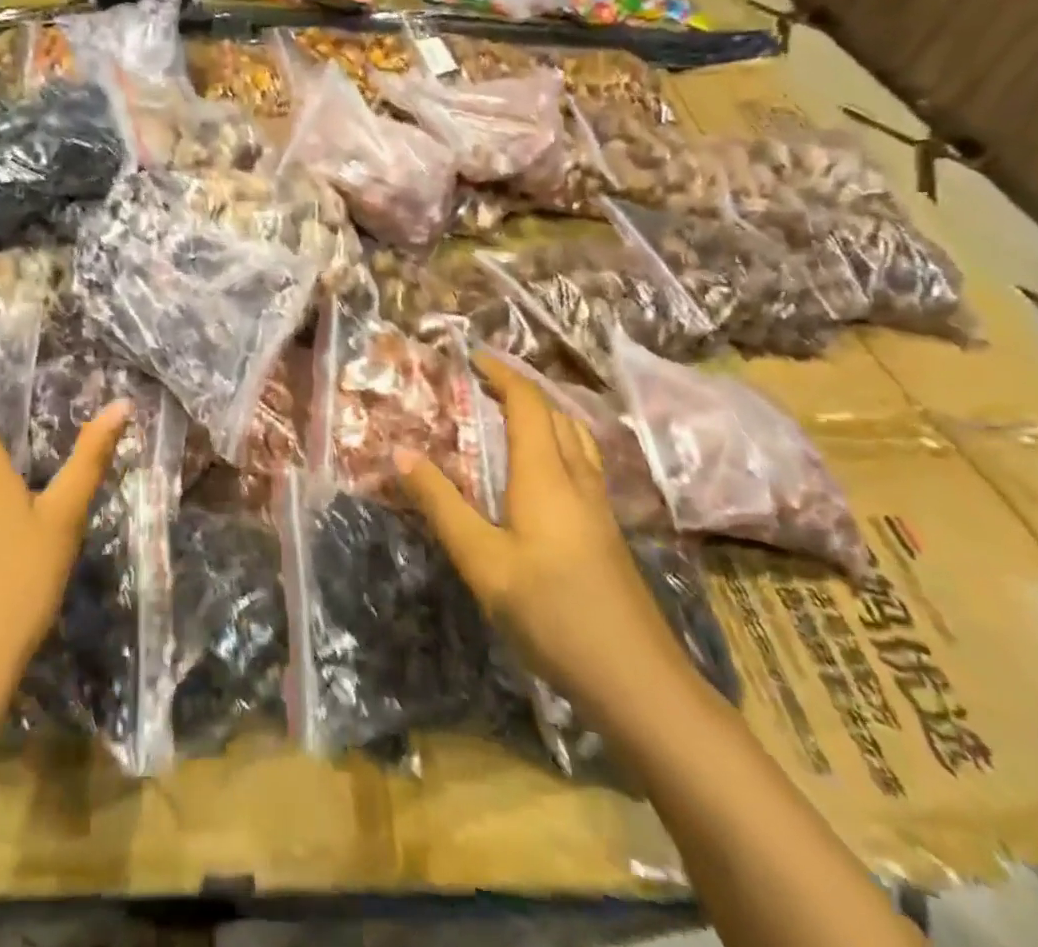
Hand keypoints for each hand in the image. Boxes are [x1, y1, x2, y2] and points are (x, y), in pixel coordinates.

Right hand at [394, 351, 692, 716]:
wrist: (636, 680)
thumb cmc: (552, 613)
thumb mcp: (482, 560)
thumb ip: (441, 504)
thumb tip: (401, 452)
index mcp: (545, 475)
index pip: (528, 404)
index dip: (502, 374)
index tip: (473, 358)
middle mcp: (576, 479)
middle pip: (556, 415)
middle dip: (521, 391)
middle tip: (482, 386)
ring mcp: (599, 507)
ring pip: (576, 440)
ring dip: (544, 416)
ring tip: (510, 418)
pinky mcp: (607, 533)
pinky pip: (582, 465)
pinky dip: (557, 445)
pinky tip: (541, 475)